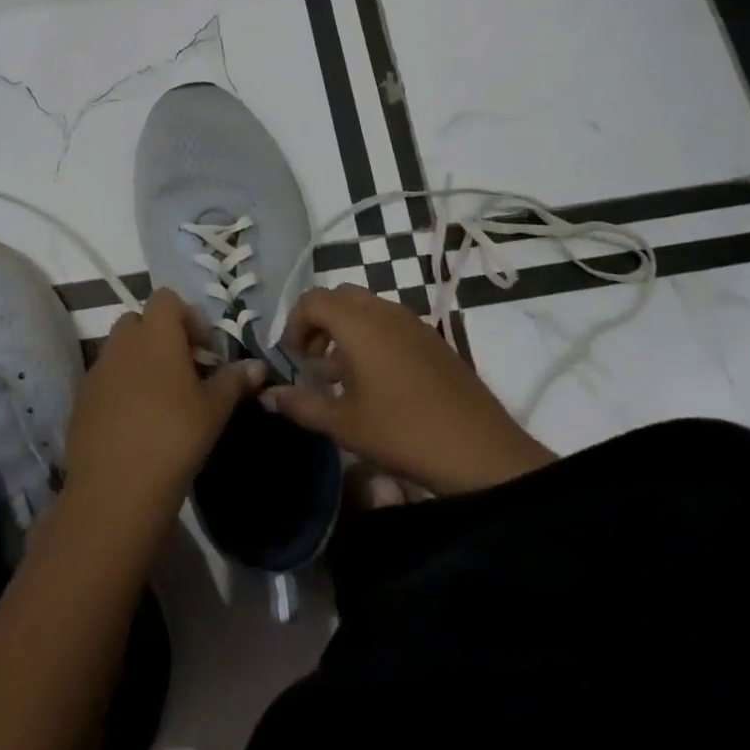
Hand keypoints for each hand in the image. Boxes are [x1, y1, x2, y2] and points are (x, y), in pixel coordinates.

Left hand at [67, 290, 264, 520]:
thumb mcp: (213, 410)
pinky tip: (135, 422)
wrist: (115, 489)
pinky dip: (120, 387)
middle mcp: (122, 342)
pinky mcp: (81, 398)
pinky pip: (104, 378)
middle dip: (161, 337)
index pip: (166, 298)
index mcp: (156, 334)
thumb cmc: (174, 438)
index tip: (203, 350)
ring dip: (139, 361)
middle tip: (184, 371)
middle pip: (140, 320)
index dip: (187, 316)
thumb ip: (234, 380)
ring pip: (120, 349)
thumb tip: (258, 365)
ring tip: (160, 399)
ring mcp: (98, 368)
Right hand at [263, 286, 554, 495]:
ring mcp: (413, 323)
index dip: (295, 323)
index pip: (313, 300)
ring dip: (346, 330)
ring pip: (367, 309)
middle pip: (340, 297)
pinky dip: (372, 337)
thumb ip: (302, 405)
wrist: (480, 451)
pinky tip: (376, 381)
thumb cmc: (402, 431)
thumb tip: (269, 394)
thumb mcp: (344, 424)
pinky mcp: (433, 339)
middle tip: (312, 360)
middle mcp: (384, 311)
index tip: (292, 357)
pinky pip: (391, 323)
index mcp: (358, 323)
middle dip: (319, 321)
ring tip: (340, 375)